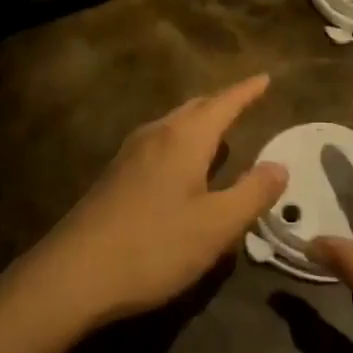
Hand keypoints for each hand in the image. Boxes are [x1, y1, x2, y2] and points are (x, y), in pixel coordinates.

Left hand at [31, 75, 286, 328]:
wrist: (73, 274)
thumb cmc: (154, 246)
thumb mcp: (216, 226)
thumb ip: (252, 193)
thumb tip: (279, 165)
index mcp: (184, 138)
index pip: (224, 103)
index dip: (247, 91)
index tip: (265, 78)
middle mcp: (156, 134)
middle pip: (195, 107)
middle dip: (222, 103)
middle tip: (246, 103)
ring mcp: (130, 154)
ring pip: (173, 124)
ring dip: (199, 122)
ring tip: (219, 133)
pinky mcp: (115, 176)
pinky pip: (159, 143)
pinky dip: (181, 142)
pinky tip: (182, 168)